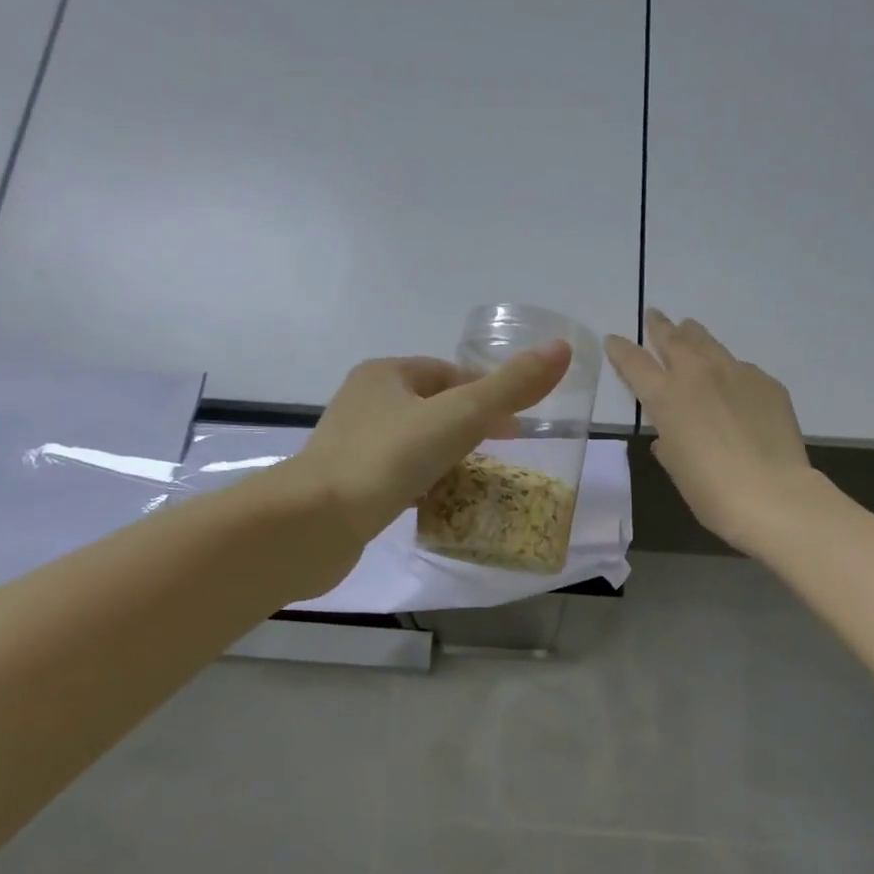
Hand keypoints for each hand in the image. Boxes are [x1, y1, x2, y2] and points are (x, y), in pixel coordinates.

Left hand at [292, 343, 572, 544]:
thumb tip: (562, 349)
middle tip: (505, 452)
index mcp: (386, 374)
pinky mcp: (347, 485)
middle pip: (433, 407)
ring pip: (416, 443)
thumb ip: (510, 388)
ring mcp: (352, 445)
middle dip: (470, 426)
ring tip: (480, 479)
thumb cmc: (387, 459)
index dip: (487, 393)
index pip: (449, 373)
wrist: (311, 524)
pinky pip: (399, 476)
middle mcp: (365, 402)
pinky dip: (424, 484)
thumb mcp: (459, 417)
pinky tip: (442, 504)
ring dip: (448, 456)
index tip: (518, 424)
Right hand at [606, 309, 816, 553]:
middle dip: (659, 326)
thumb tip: (669, 436)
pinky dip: (729, 370)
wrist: (771, 494)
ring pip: (709, 343)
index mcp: (666, 397)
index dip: (621, 349)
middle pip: (673, 340)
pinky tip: (732, 381)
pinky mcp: (767, 383)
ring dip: (694, 335)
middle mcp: (697, 374)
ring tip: (689, 328)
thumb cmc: (710, 490)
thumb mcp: (676, 466)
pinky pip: (741, 368)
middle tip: (654, 315)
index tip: (613, 339)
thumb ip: (668, 442)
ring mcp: (736, 373)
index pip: (634, 363)